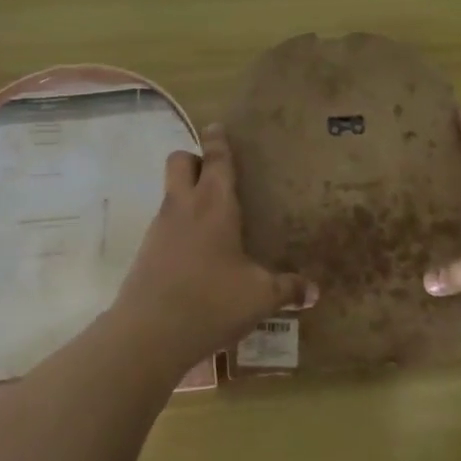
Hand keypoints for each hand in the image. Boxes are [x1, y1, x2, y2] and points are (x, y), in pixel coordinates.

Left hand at [113, 123, 315, 366]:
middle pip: (180, 161)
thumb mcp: (259, 298)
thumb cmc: (211, 302)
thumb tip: (314, 292)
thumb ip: (287, 289)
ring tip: (212, 219)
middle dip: (195, 159)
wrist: (148, 334)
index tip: (216, 126)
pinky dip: (178, 226)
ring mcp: (159, 228)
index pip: (216, 160)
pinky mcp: (145, 252)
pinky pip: (163, 223)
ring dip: (186, 193)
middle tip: (217, 176)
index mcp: (214, 205)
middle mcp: (184, 207)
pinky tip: (196, 254)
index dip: (218, 140)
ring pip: (169, 192)